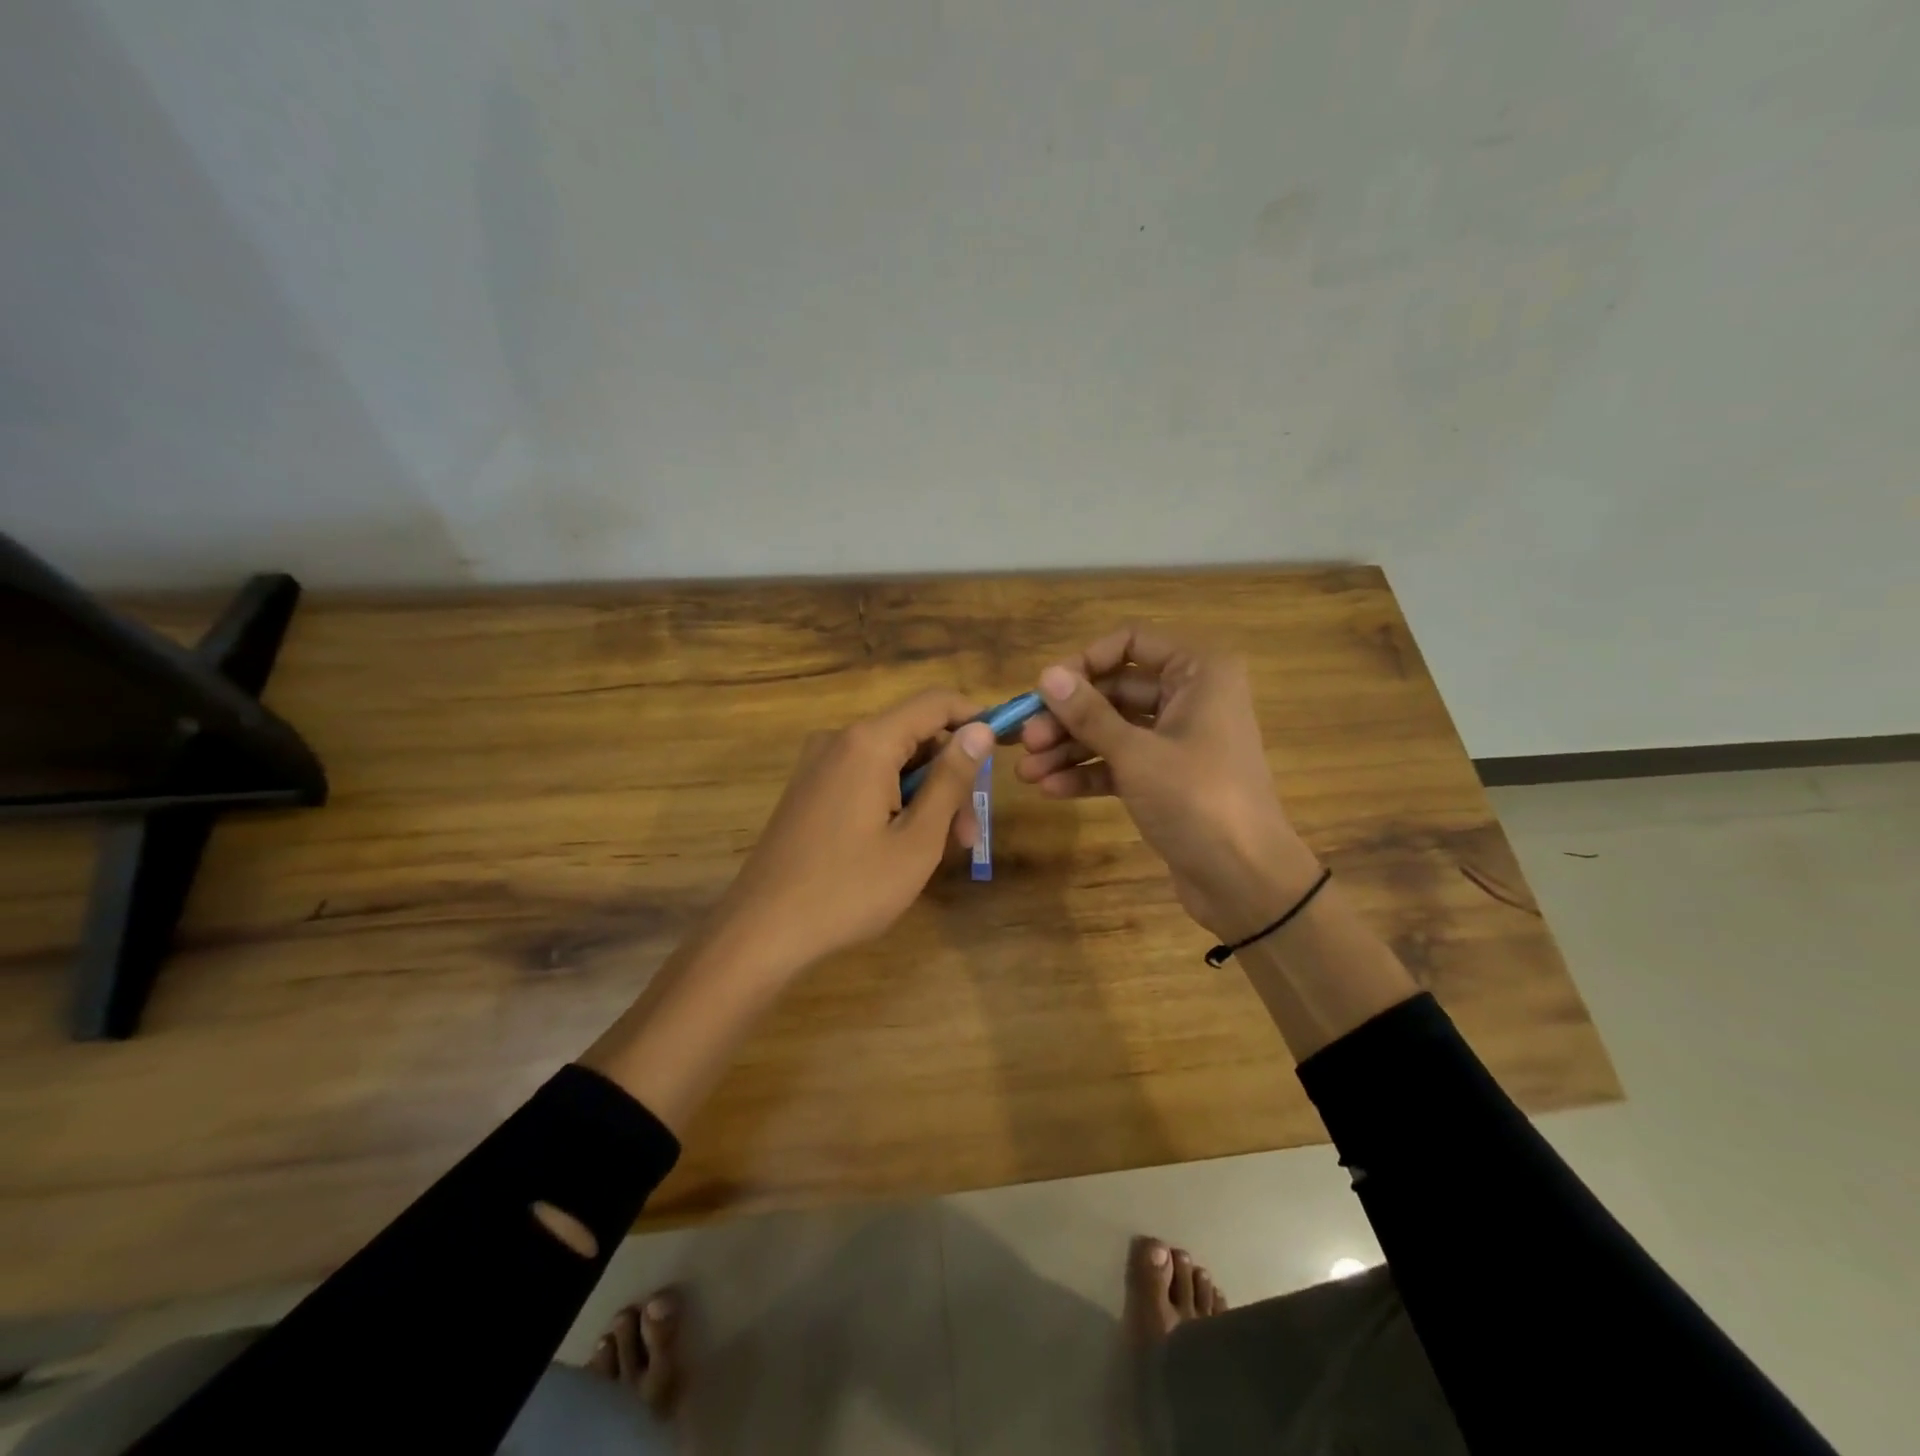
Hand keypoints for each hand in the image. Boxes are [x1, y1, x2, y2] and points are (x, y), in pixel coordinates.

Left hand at [712, 689, 995, 974]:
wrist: (761, 931)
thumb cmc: (849, 889)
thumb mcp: (916, 840)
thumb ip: (951, 780)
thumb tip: (980, 729)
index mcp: (867, 743)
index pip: (935, 703)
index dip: (976, 719)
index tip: (1005, 750)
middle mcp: (839, 740)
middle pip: (913, 735)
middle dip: (949, 776)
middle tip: (968, 834)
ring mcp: (818, 765)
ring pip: (890, 761)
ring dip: (923, 795)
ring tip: (939, 850)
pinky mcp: (807, 790)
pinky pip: (864, 778)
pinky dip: (892, 800)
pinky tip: (899, 845)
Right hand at [1016, 626, 1321, 939]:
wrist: (1245, 879)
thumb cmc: (1197, 799)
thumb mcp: (1136, 753)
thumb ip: (1088, 713)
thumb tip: (1046, 675)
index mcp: (1199, 671)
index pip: (1132, 641)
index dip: (1085, 661)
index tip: (1046, 689)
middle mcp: (1191, 696)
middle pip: (1116, 689)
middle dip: (1068, 716)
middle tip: (1025, 739)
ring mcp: (1179, 739)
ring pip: (1114, 729)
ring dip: (1070, 748)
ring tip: (1027, 772)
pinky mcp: (1169, 777)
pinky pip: (1122, 762)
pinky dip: (1089, 773)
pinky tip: (1052, 789)